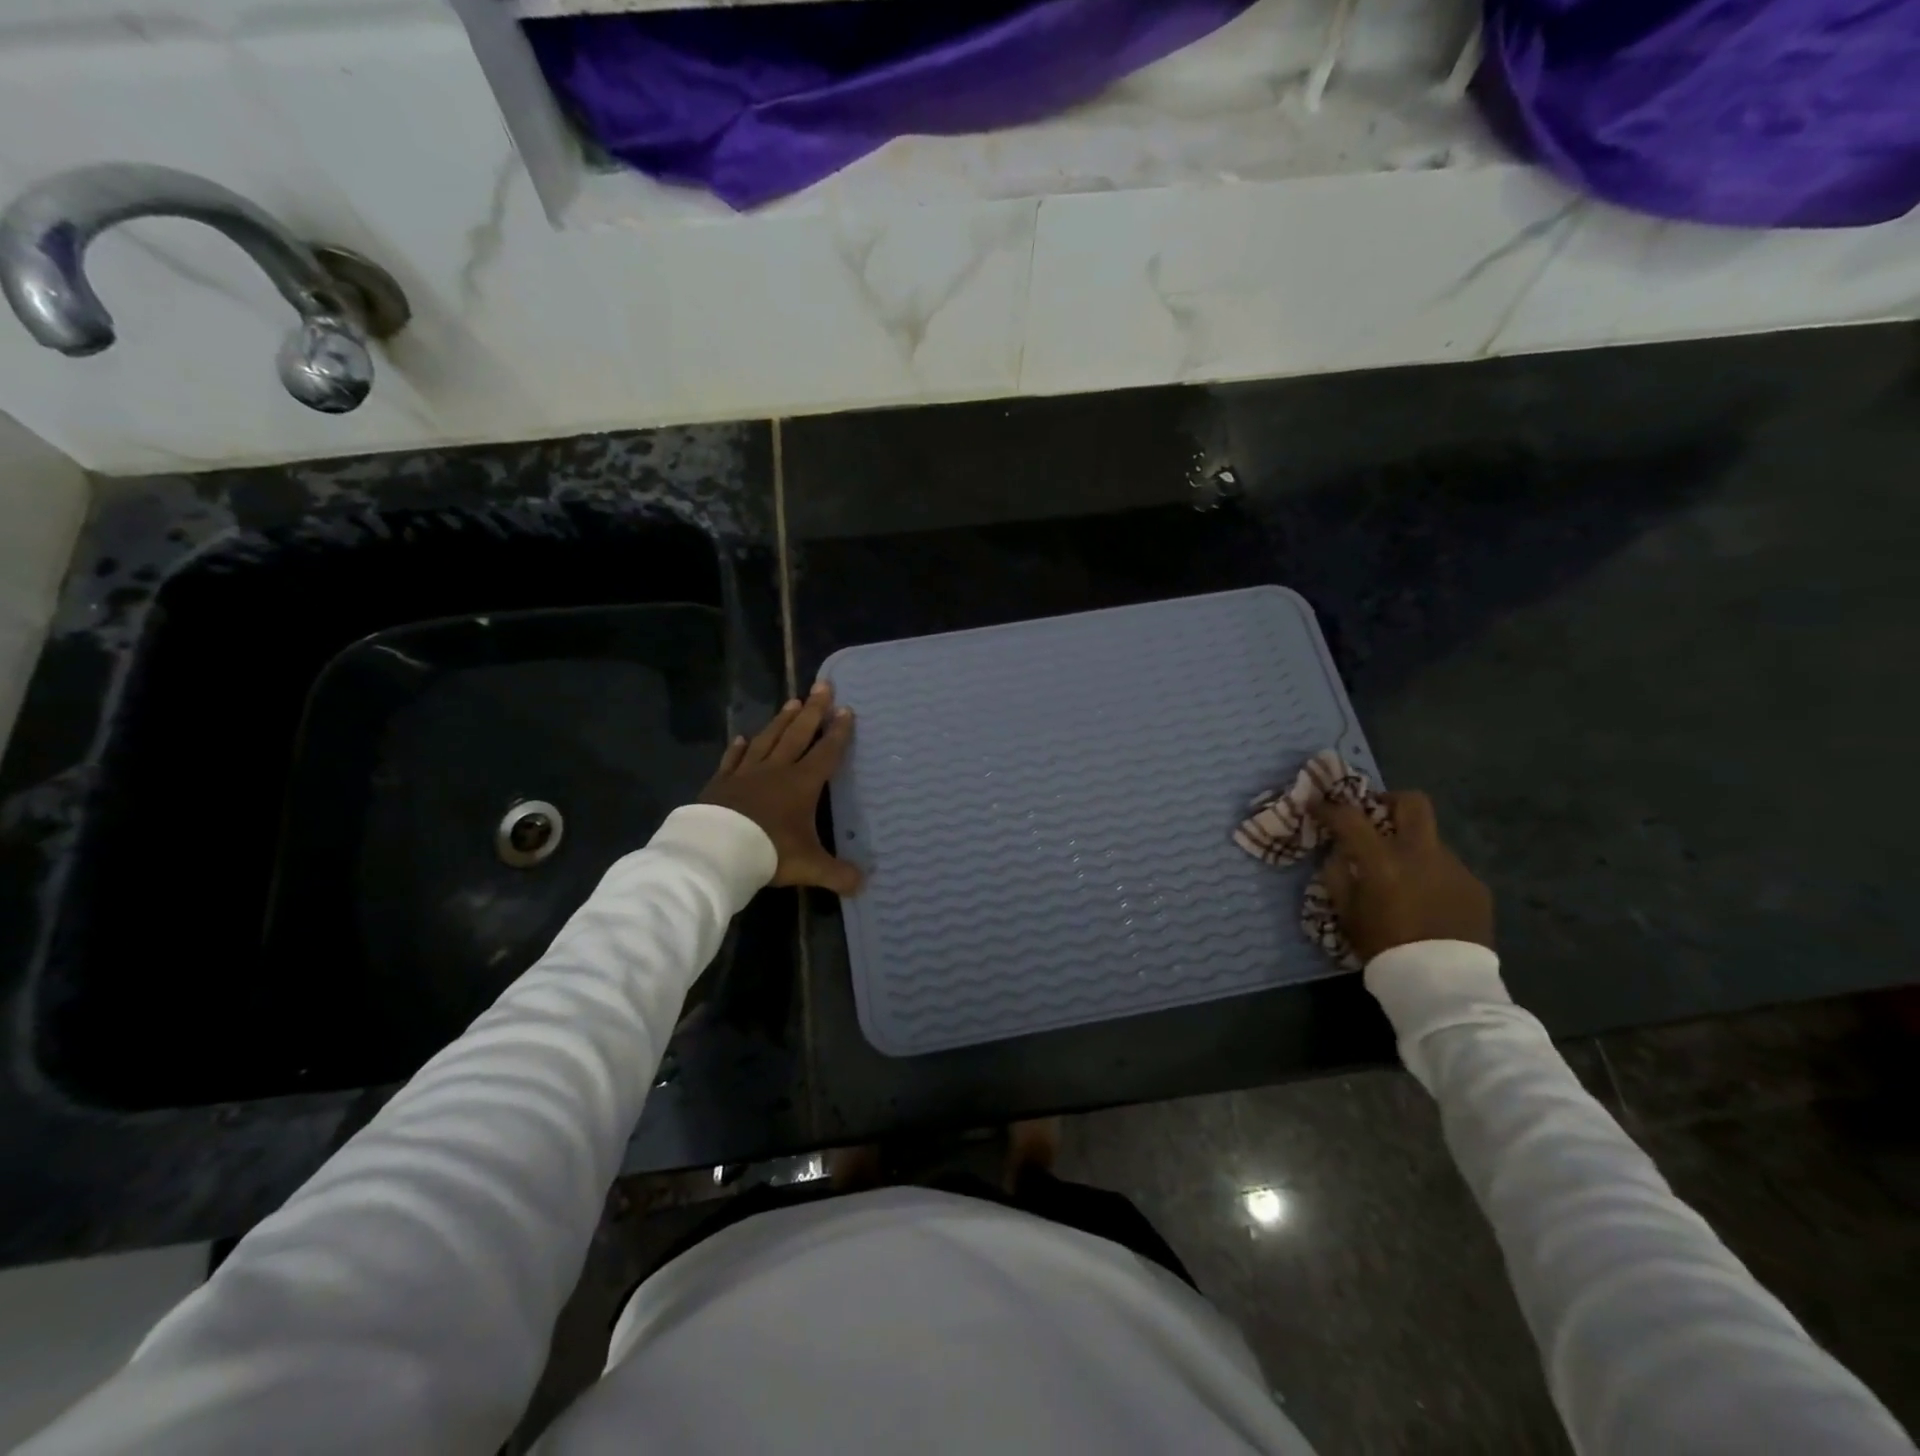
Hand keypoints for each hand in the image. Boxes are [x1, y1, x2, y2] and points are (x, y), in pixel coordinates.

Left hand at [700, 682, 862, 895]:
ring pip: (768, 739)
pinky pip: (733, 759)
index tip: (847, 709)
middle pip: (798, 734)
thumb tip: (864, 884)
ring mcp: (746, 773)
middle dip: (813, 710)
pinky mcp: (721, 783)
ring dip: (781, 720)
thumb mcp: (810, 866)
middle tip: (822, 685)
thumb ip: (838, 874)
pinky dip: (738, 748)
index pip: (826, 752)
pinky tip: (741, 737)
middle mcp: (776, 770)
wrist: (717, 852)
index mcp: (802, 784)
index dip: (838, 732)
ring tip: (791, 701)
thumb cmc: (769, 852)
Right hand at [1311, 791, 1492, 961]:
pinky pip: (1448, 868)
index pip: (1350, 817)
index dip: (1328, 807)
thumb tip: (1338, 853)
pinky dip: (1431, 874)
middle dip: (1389, 800)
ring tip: (1403, 876)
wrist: (1443, 984)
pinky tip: (1427, 900)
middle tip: (1375, 816)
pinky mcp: (1476, 886)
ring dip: (1412, 847)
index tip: (1316, 805)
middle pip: (1412, 802)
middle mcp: (1422, 853)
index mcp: (1383, 860)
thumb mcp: (1347, 913)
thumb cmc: (1384, 947)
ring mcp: (1455, 867)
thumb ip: (1338, 876)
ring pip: (1430, 840)